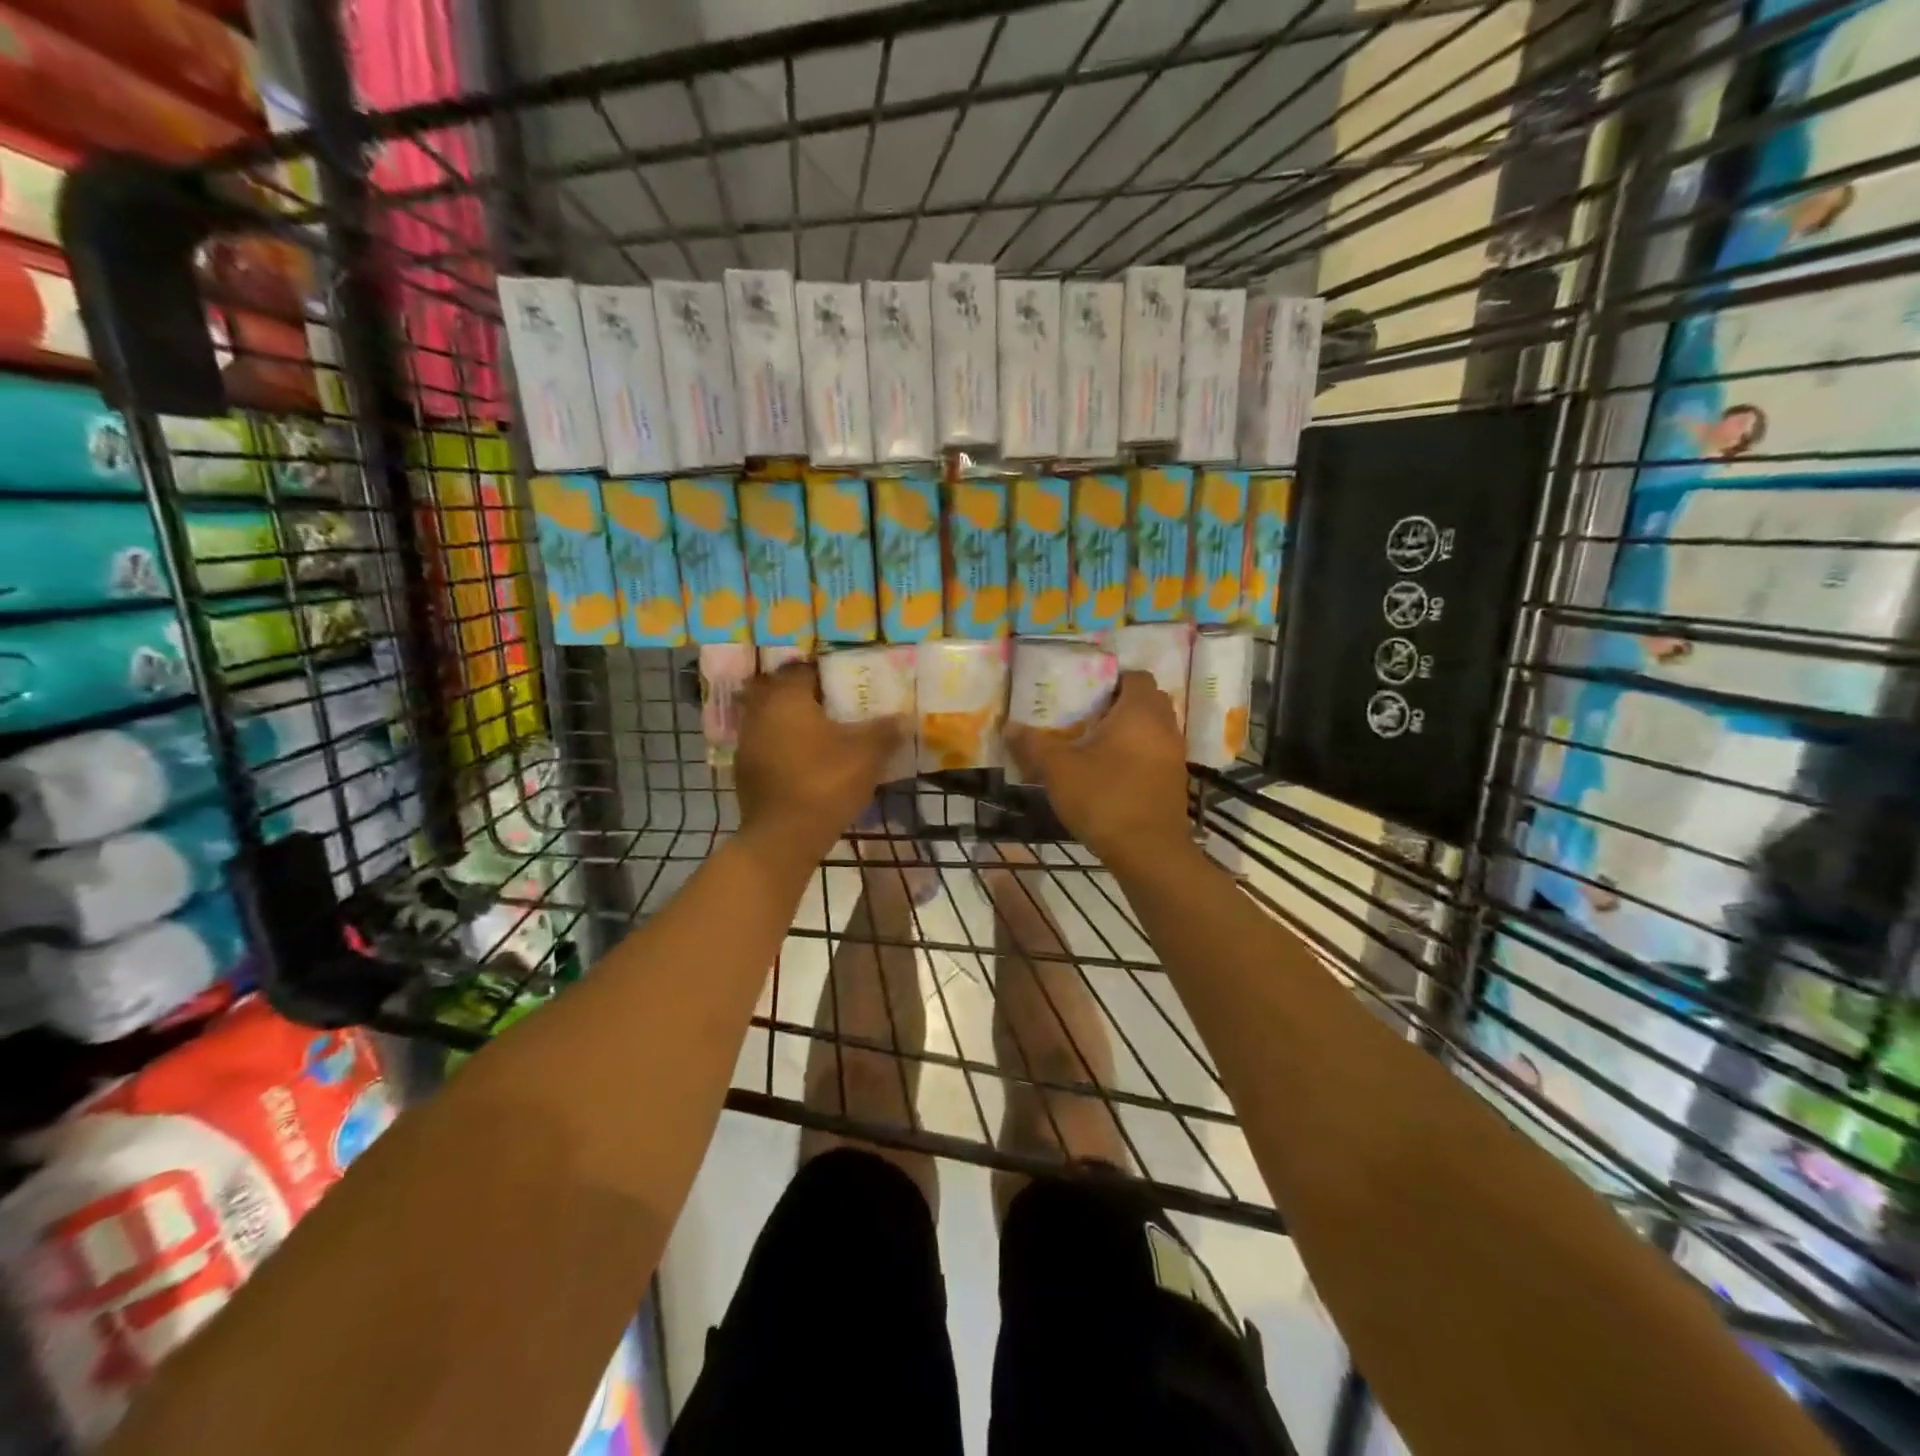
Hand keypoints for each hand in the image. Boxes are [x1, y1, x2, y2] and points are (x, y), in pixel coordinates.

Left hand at [734, 664, 904, 864]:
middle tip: (837, 707)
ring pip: (773, 720)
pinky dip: (786, 747)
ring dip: (795, 723)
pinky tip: (808, 762)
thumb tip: (905, 718)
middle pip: (783, 692)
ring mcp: (747, 743)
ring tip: (825, 735)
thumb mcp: (866, 755)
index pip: (803, 669)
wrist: (782, 838)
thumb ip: (885, 732)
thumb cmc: (825, 784)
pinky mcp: (745, 771)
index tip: (848, 684)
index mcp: (785, 697)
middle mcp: (759, 712)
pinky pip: (768, 746)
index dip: (827, 673)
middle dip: (808, 697)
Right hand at [1005, 671, 1191, 867]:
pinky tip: (1110, 773)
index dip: (1111, 679)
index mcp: (1140, 712)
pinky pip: (1155, 754)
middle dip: (1119, 705)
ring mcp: (1175, 756)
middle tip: (1086, 716)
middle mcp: (1165, 727)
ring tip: (1094, 745)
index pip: (1135, 676)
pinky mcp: (1175, 782)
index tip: (1085, 692)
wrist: (1148, 852)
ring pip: (1152, 729)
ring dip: (1128, 732)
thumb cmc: (1104, 798)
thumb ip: (1033, 745)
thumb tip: (1009, 727)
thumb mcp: (1058, 770)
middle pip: (1146, 701)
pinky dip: (1136, 755)